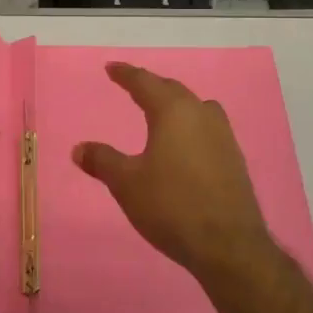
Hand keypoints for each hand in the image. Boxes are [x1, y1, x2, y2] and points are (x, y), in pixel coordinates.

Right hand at [73, 62, 279, 288]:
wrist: (227, 244)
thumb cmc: (171, 205)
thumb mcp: (126, 183)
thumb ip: (102, 161)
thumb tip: (79, 148)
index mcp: (174, 112)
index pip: (145, 83)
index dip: (126, 74)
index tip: (112, 68)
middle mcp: (202, 115)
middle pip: (174, 91)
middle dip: (152, 87)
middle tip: (133, 86)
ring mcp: (223, 137)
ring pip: (196, 108)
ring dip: (176, 105)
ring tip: (161, 112)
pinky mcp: (234, 160)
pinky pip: (208, 129)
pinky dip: (190, 127)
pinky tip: (184, 145)